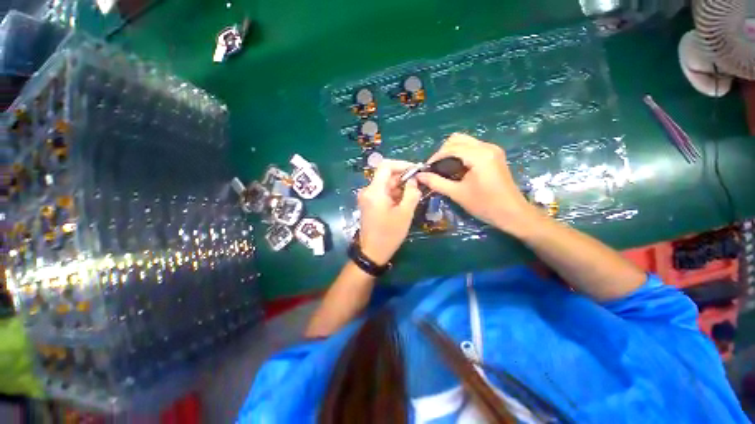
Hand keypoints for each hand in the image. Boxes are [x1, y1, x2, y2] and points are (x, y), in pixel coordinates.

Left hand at [357, 160, 421, 265]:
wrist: (372, 253)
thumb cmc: (389, 234)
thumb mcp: (405, 213)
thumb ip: (411, 193)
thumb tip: (414, 180)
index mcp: (374, 191)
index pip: (385, 165)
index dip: (402, 164)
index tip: (416, 170)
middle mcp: (368, 191)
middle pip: (386, 175)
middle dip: (403, 177)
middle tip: (419, 185)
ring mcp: (367, 198)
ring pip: (386, 184)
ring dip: (400, 187)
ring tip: (414, 194)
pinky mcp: (369, 204)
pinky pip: (383, 193)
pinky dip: (394, 194)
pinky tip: (404, 202)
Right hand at [417, 133, 538, 235]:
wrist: (513, 213)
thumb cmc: (485, 205)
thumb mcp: (457, 194)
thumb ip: (436, 182)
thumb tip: (419, 176)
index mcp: (479, 155)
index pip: (451, 148)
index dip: (435, 157)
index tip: (426, 169)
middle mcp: (487, 147)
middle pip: (457, 139)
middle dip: (442, 151)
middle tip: (435, 168)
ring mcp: (492, 149)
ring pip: (465, 141)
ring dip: (451, 151)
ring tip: (443, 168)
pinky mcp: (494, 155)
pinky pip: (472, 147)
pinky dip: (460, 154)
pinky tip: (456, 167)